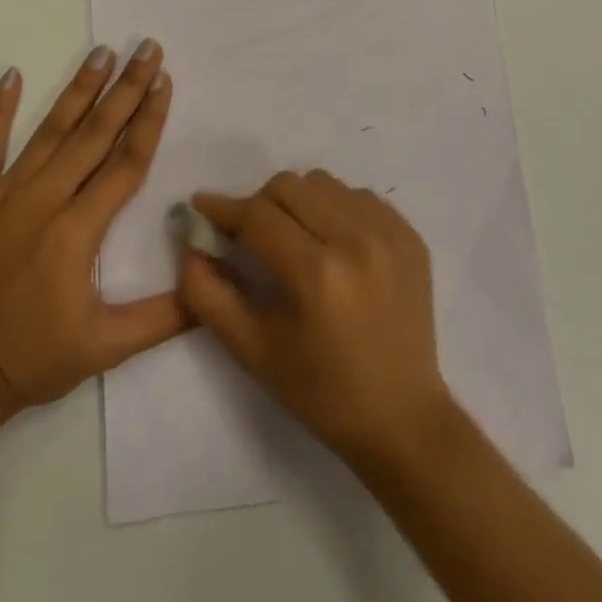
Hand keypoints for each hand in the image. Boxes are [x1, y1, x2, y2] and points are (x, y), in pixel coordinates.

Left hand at [0, 40, 189, 414]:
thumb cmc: (29, 360)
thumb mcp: (104, 348)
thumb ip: (162, 317)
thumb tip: (209, 288)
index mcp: (78, 230)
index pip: (125, 162)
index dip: (149, 120)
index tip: (164, 81)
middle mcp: (44, 200)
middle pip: (94, 134)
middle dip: (125, 88)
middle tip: (146, 48)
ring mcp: (2, 195)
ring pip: (49, 131)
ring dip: (78, 89)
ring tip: (102, 52)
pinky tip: (10, 75)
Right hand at [179, 171, 455, 472]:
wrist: (402, 418)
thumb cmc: (320, 391)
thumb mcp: (252, 351)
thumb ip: (208, 295)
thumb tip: (191, 244)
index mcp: (316, 273)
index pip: (257, 215)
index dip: (223, 208)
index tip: (201, 205)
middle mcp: (355, 241)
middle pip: (289, 186)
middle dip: (259, 204)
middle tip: (251, 235)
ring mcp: (389, 234)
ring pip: (324, 183)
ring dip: (298, 202)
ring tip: (296, 239)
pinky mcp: (410, 236)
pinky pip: (359, 196)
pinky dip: (336, 208)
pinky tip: (333, 243)